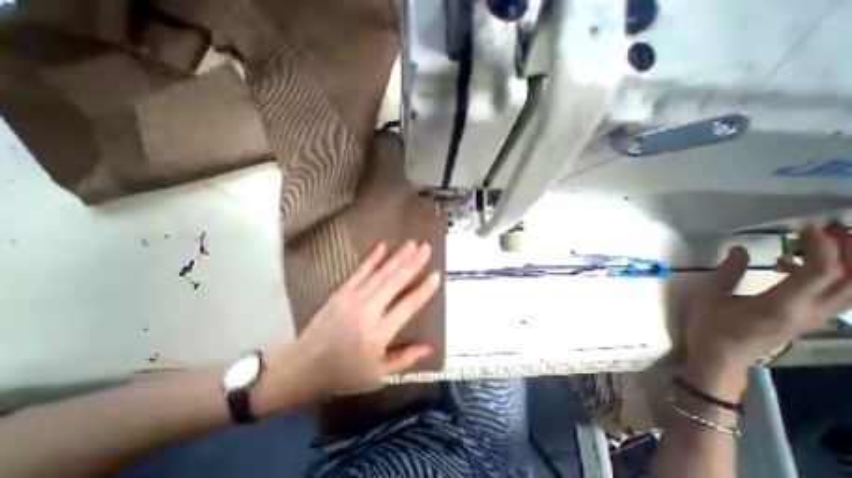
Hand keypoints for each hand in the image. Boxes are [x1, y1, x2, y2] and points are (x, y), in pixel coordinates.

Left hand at [259, 241, 441, 408]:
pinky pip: (360, 271)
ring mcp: (353, 298)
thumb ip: (405, 358)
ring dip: (398, 256)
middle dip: (413, 263)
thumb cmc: (344, 373)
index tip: (436, 275)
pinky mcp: (341, 291)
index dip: (424, 290)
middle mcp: (368, 310)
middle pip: (395, 282)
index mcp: (379, 332)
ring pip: (381, 273)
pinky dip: (372, 258)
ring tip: (412, 243)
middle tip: (426, 247)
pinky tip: (383, 246)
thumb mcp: (378, 373)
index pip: (408, 306)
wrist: (304, 366)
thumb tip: (430, 347)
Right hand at [688, 222, 850, 379]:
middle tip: (832, 228)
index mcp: (782, 305)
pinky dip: (830, 275)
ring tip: (825, 242)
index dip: (823, 247)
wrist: (720, 356)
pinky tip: (794, 265)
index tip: (808, 227)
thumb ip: (728, 273)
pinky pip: (835, 295)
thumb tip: (742, 249)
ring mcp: (814, 318)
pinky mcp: (808, 320)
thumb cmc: (710, 326)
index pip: (821, 272)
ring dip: (849, 264)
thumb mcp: (709, 297)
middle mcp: (810, 312)